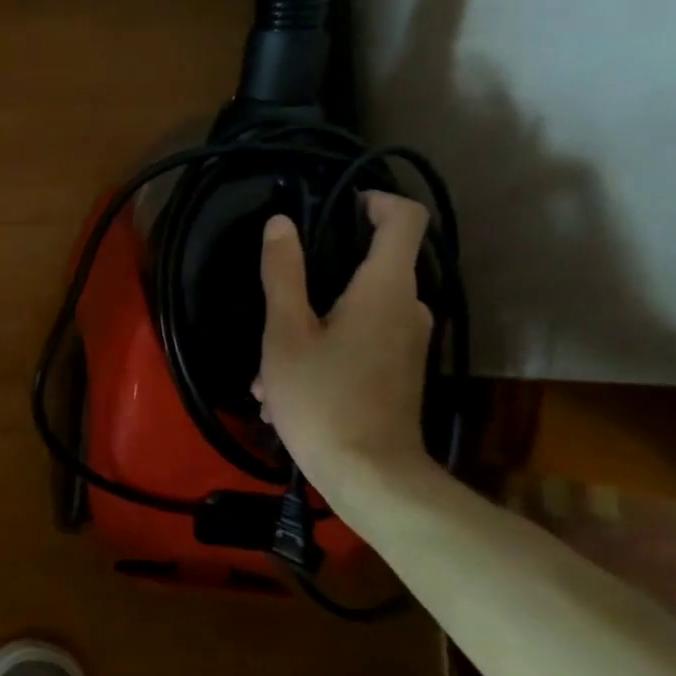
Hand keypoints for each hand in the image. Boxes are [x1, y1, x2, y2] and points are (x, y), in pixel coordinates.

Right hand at [252, 191, 434, 485]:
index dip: (375, 200)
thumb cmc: (322, 397)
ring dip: (309, 326)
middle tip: (274, 308)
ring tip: (267, 368)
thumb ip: (283, 274)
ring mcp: (407, 342)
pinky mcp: (399, 371)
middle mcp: (408, 307)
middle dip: (316, 281)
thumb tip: (281, 223)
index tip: (338, 205)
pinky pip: (360, 341)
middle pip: (370, 266)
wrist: (369, 475)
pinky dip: (324, 351)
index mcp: (385, 288)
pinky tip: (285, 390)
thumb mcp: (286, 333)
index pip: (404, 218)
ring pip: (355, 311)